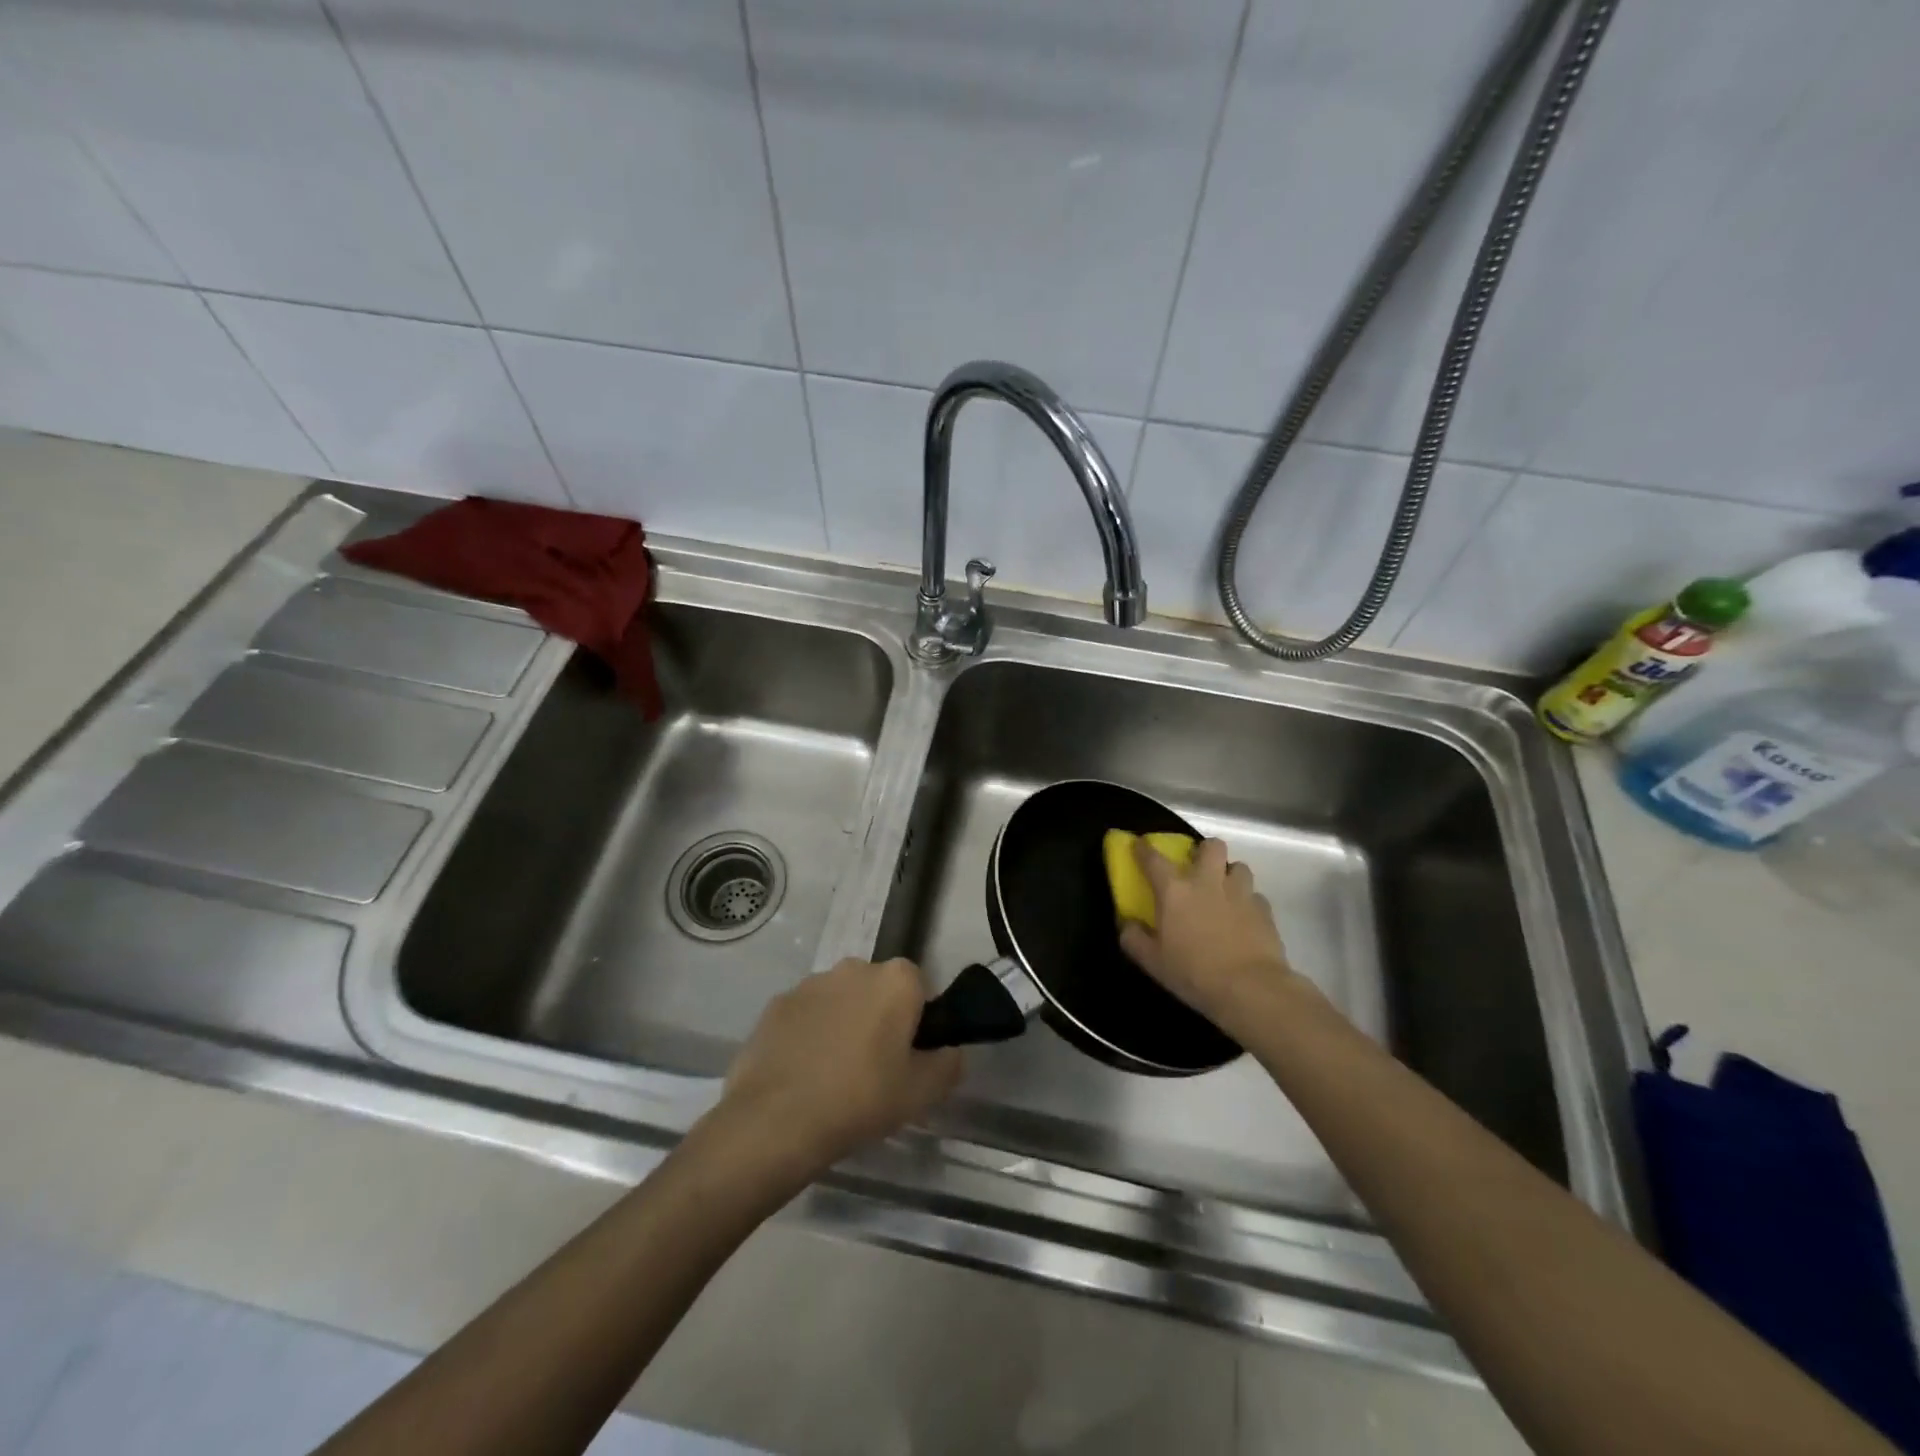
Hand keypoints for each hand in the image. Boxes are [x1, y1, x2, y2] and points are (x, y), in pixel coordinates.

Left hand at [717, 958, 963, 1174]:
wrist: (775, 1121)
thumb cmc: (861, 1100)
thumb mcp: (922, 1093)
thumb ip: (948, 1064)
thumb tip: (949, 1050)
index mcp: (896, 980)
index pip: (919, 988)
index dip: (917, 1022)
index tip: (909, 1057)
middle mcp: (854, 968)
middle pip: (878, 989)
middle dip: (879, 1018)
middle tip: (875, 1068)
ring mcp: (811, 983)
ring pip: (840, 1000)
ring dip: (842, 1023)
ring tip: (834, 1075)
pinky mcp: (776, 1004)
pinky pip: (805, 1015)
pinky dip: (808, 1034)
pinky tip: (803, 1074)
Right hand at [1120, 838, 1298, 1036]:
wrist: (1251, 989)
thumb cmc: (1194, 973)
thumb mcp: (1152, 962)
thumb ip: (1134, 938)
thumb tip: (1127, 924)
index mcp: (1175, 890)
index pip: (1153, 858)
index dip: (1143, 848)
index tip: (1139, 844)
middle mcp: (1208, 882)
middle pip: (1211, 846)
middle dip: (1204, 851)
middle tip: (1197, 868)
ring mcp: (1240, 893)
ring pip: (1239, 866)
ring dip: (1229, 874)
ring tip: (1224, 892)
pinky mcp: (1265, 910)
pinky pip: (1255, 896)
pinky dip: (1248, 902)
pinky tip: (1244, 919)